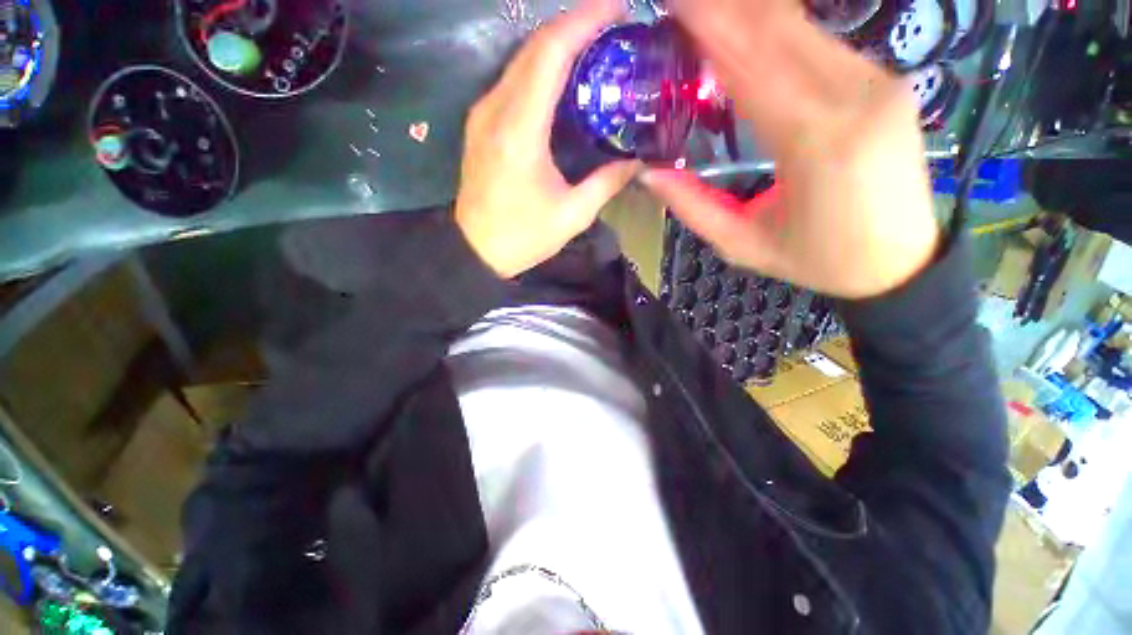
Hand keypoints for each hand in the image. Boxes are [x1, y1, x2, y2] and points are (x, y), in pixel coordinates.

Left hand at [455, 0, 638, 278]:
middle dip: (575, 24)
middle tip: (614, 25)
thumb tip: (637, 160)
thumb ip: (606, 183)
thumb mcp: (571, 215)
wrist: (476, 250)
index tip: (618, 7)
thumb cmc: (522, 237)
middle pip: (534, 47)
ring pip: (522, 59)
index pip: (550, 53)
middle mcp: (495, 110)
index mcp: (519, 131)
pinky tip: (565, 77)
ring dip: (558, 43)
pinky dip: (542, 67)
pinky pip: (513, 80)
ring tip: (596, 45)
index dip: (584, 21)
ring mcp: (483, 114)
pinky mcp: (481, 123)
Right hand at [642, 0, 940, 298]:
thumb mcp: (742, 245)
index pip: (752, 62)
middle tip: (681, 6)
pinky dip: (776, 30)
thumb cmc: (817, 260)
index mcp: (815, 142)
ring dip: (748, 13)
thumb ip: (693, 207)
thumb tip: (649, 175)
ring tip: (707, 14)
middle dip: (724, 8)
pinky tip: (748, 32)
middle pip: (778, 27)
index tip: (673, 9)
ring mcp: (877, 82)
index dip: (709, 26)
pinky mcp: (884, 81)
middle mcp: (854, 96)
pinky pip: (821, 42)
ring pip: (801, 26)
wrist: (898, 261)